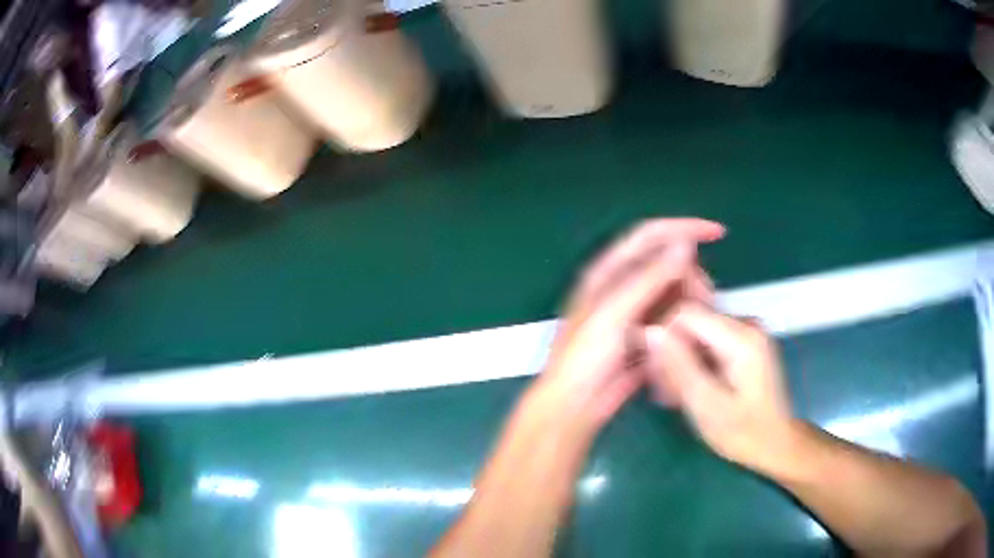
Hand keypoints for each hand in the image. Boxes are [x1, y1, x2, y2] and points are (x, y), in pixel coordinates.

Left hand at [539, 219, 724, 431]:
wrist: (575, 405)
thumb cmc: (584, 357)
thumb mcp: (614, 314)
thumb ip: (649, 278)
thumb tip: (684, 244)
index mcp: (608, 271)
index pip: (651, 234)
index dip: (684, 226)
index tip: (718, 232)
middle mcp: (622, 285)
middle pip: (668, 264)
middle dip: (691, 275)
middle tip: (705, 298)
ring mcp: (635, 311)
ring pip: (673, 293)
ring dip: (689, 302)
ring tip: (697, 322)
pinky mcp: (644, 334)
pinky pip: (672, 319)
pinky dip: (683, 323)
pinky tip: (690, 337)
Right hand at [646, 303, 797, 474]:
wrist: (775, 444)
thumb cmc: (743, 433)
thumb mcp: (707, 405)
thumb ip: (679, 366)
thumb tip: (651, 332)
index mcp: (741, 337)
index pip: (686, 313)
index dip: (663, 336)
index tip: (653, 370)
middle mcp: (746, 324)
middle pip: (692, 322)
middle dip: (672, 354)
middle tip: (665, 392)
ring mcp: (747, 332)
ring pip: (697, 333)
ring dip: (681, 361)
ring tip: (675, 396)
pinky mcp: (745, 342)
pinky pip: (709, 342)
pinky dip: (695, 363)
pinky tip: (690, 389)